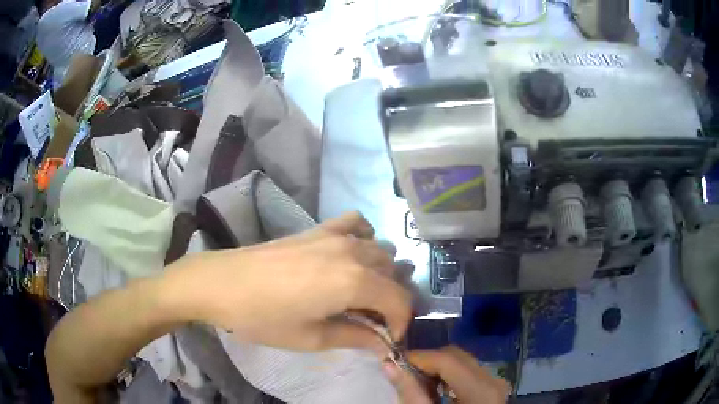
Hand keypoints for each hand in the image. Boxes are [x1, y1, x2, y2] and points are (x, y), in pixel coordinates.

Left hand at [163, 212, 412, 354]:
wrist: (222, 284)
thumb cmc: (264, 318)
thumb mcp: (312, 338)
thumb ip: (356, 337)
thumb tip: (384, 344)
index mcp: (354, 282)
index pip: (399, 301)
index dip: (401, 323)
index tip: (389, 339)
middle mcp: (353, 252)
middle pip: (393, 274)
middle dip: (392, 300)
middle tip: (375, 321)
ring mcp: (335, 236)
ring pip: (381, 249)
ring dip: (382, 273)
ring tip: (365, 293)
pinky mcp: (318, 229)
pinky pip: (356, 223)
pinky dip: (365, 237)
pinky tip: (354, 253)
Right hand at [383, 346, 509, 403]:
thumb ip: (410, 392)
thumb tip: (389, 365)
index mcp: (480, 388)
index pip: (446, 358)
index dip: (418, 357)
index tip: (393, 363)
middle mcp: (492, 379)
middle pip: (455, 356)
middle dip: (427, 362)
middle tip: (405, 376)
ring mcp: (495, 383)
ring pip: (462, 362)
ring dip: (437, 369)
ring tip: (420, 387)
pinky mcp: (492, 388)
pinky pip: (469, 372)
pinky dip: (449, 376)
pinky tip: (437, 392)